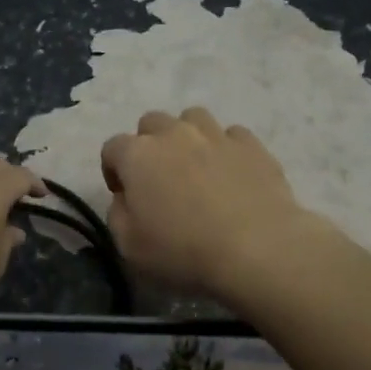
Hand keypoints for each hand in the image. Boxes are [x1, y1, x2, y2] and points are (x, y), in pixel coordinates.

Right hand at [99, 108, 323, 299]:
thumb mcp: (129, 246)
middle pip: (151, 123)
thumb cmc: (184, 251)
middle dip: (149, 145)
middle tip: (159, 178)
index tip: (124, 195)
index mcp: (138, 155)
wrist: (257, 248)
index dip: (113, 171)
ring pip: (193, 118)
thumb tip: (126, 198)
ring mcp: (216, 134)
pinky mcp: (251, 144)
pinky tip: (231, 172)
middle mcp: (174, 133)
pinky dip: (226, 148)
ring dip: (188, 137)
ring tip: (196, 166)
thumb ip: (118, 214)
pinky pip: (231, 135)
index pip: (112, 148)